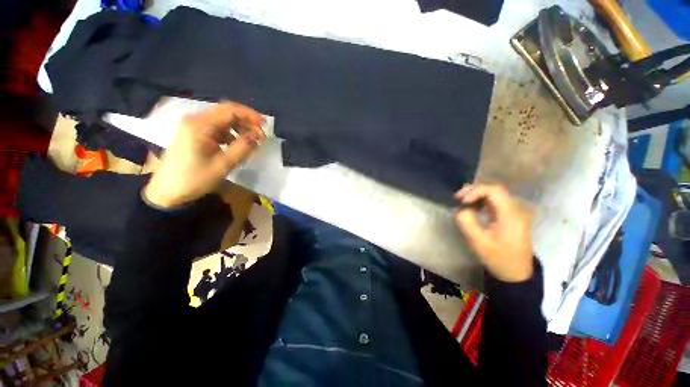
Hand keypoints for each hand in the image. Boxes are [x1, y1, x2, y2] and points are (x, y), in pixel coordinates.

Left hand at [144, 101, 265, 207]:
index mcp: (200, 125)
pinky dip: (232, 134)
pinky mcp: (196, 134)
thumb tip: (257, 137)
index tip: (265, 126)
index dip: (250, 116)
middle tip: (261, 136)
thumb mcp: (222, 165)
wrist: (168, 190)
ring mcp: (195, 126)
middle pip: (227, 112)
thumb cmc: (194, 179)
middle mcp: (196, 120)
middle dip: (247, 122)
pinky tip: (238, 146)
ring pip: (224, 120)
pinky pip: (218, 128)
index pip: (230, 110)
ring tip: (252, 142)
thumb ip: (242, 149)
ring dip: (241, 128)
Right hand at [454, 184, 533, 281]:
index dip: (475, 191)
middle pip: (495, 190)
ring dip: (477, 195)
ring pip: (495, 195)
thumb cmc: (498, 258)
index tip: (462, 201)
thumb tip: (460, 208)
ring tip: (462, 202)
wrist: (515, 273)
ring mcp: (515, 213)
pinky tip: (473, 208)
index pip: (494, 191)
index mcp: (511, 215)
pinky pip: (496, 203)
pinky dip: (482, 202)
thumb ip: (466, 221)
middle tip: (458, 198)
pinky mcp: (511, 217)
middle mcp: (516, 210)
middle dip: (474, 191)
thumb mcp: (477, 241)